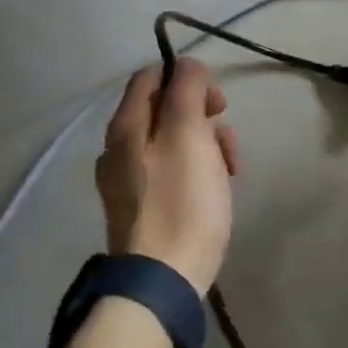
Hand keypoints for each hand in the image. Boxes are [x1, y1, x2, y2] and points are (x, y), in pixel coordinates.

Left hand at [96, 58, 239, 294]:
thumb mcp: (189, 134)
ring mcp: (128, 180)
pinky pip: (171, 171)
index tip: (216, 104)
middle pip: (166, 110)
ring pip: (173, 141)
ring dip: (206, 145)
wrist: (163, 280)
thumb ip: (187, 90)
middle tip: (226, 142)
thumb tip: (187, 66)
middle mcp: (119, 148)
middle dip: (203, 118)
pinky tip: (214, 191)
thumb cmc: (181, 201)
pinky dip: (195, 171)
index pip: (152, 76)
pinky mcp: (143, 207)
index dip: (188, 78)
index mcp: (126, 126)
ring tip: (228, 171)